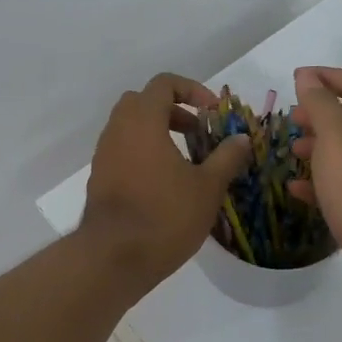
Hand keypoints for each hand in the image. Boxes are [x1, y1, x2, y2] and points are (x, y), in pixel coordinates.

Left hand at [81, 74, 252, 289]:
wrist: (114, 257)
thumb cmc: (165, 215)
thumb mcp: (207, 187)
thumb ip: (227, 157)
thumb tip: (241, 138)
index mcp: (143, 121)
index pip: (163, 84)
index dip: (192, 90)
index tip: (212, 112)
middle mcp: (117, 130)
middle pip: (143, 102)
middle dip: (173, 111)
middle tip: (198, 133)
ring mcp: (104, 155)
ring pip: (130, 128)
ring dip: (158, 133)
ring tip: (186, 161)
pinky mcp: (99, 179)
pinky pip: (122, 151)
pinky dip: (144, 153)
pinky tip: (165, 183)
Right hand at [289, 66, 341, 306]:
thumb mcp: (336, 140)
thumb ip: (320, 106)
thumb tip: (307, 76)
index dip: (328, 77)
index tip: (296, 80)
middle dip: (321, 113)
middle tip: (292, 119)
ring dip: (318, 146)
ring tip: (292, 151)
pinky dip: (320, 181)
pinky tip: (296, 189)